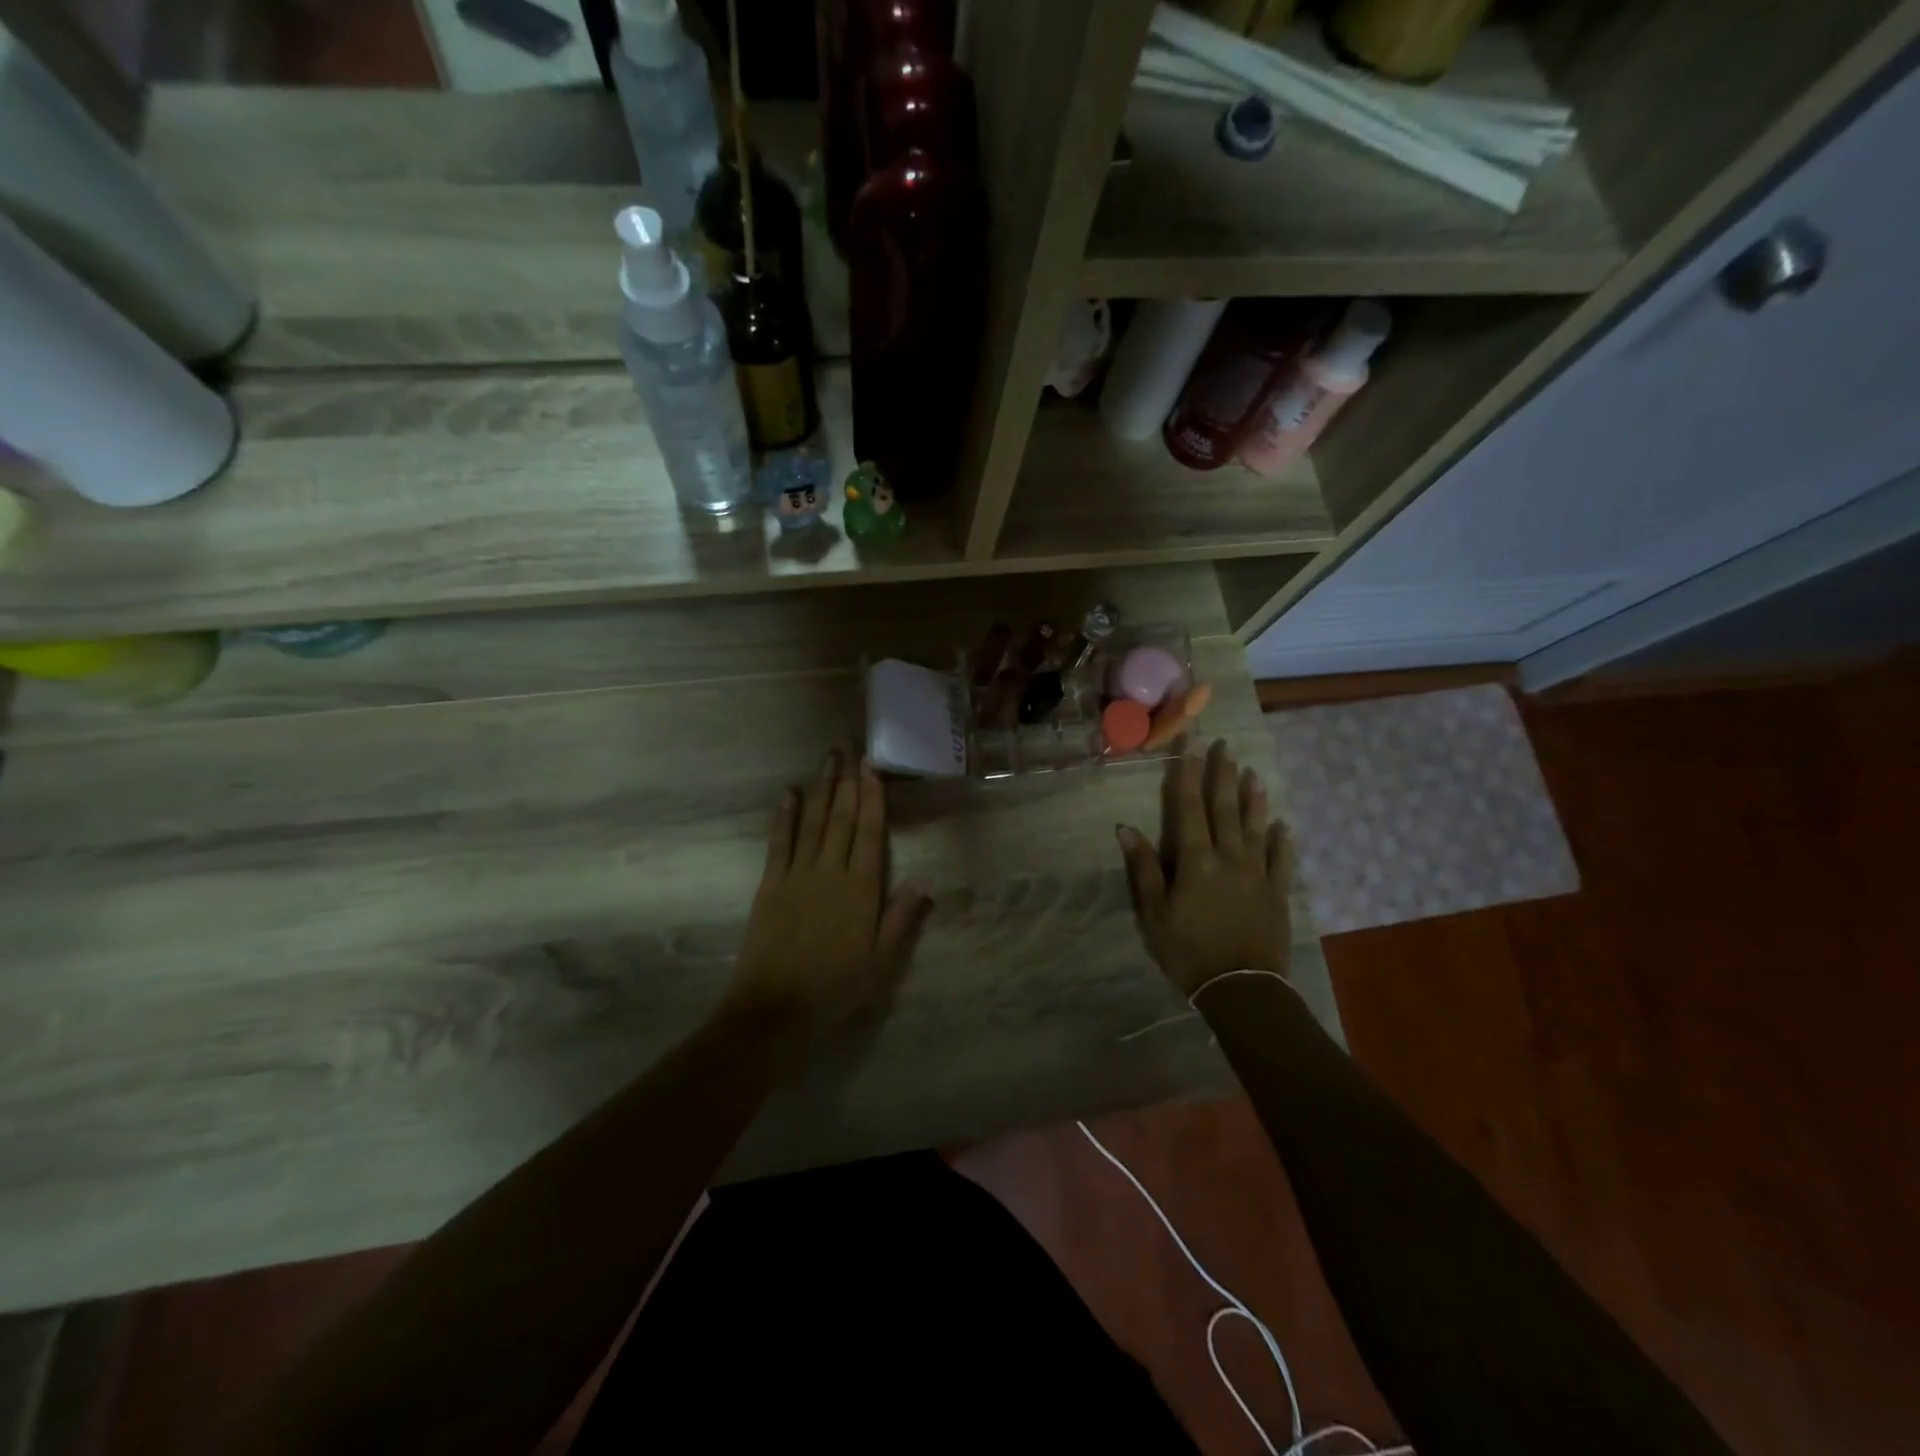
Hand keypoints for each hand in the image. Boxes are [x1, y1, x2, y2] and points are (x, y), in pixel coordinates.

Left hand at [728, 750, 930, 1044]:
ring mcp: (797, 875)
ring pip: (812, 822)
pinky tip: (788, 795)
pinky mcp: (771, 884)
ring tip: (827, 760)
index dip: (871, 798)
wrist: (776, 1007)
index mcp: (861, 888)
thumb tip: (926, 880)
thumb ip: (902, 918)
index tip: (872, 768)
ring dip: (820, 789)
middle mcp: (830, 871)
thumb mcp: (881, 961)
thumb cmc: (836, 986)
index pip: (869, 833)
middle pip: (840, 818)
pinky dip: (784, 817)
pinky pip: (779, 843)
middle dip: (847, 781)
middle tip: (850, 748)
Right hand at [1116, 739, 1291, 997]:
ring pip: (1255, 827)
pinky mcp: (1277, 893)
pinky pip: (1280, 860)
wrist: (1242, 988)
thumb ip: (1144, 868)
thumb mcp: (1154, 913)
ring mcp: (1257, 873)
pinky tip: (1283, 825)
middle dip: (1223, 774)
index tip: (1193, 743)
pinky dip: (1281, 840)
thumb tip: (1126, 828)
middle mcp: (1229, 857)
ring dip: (1253, 798)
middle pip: (1225, 808)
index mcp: (1196, 860)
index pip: (1190, 807)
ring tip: (1253, 772)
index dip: (1190, 773)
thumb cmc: (1188, 950)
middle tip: (1225, 745)